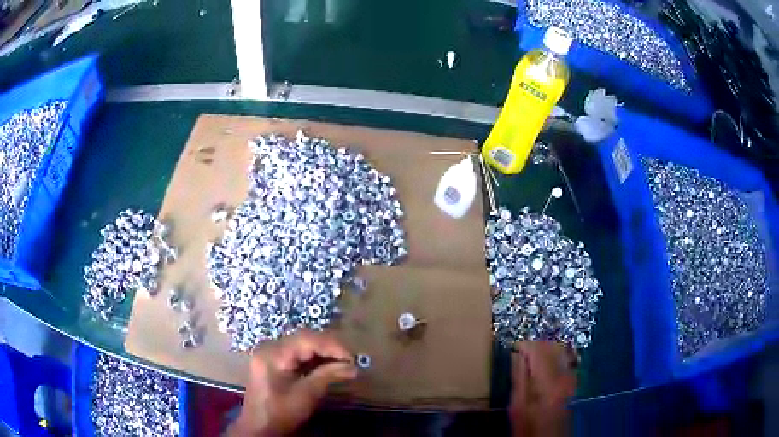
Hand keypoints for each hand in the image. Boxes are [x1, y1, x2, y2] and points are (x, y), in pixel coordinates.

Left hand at [228, 330, 357, 435]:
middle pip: (304, 338)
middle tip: (350, 360)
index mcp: (273, 353)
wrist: (259, 427)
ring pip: (301, 344)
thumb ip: (328, 376)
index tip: (352, 358)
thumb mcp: (306, 395)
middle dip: (329, 347)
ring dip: (322, 352)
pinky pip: (295, 353)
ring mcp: (269, 353)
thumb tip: (353, 367)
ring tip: (342, 362)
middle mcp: (269, 347)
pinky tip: (327, 366)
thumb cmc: (281, 412)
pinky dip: (313, 358)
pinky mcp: (272, 361)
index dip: (332, 345)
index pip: (307, 339)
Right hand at [509, 341, 577, 436]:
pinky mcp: (574, 381)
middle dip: (536, 345)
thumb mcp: (517, 405)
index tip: (514, 348)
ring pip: (560, 350)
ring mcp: (572, 377)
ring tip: (532, 357)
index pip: (538, 349)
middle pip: (552, 346)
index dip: (525, 344)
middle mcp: (564, 374)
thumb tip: (517, 355)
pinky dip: (554, 357)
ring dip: (546, 350)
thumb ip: (519, 378)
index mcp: (548, 380)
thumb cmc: (529, 426)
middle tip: (522, 351)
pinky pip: (565, 359)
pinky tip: (545, 365)